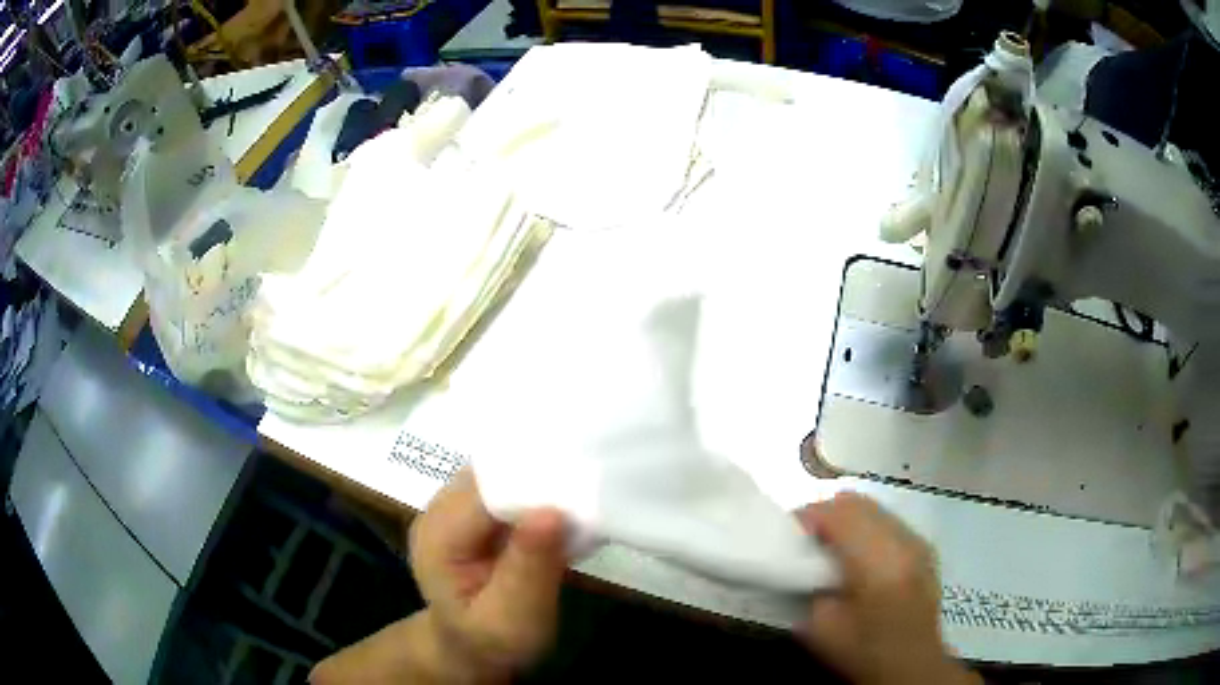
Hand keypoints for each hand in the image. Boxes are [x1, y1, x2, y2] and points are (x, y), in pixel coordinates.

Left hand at [409, 467, 568, 681]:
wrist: (471, 650)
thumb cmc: (492, 641)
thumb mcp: (514, 619)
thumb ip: (529, 568)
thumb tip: (552, 511)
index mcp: (438, 537)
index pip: (487, 491)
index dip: (533, 486)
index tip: (583, 491)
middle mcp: (438, 511)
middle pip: (493, 473)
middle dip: (540, 479)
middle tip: (592, 491)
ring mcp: (452, 508)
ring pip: (501, 474)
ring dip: (540, 484)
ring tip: (583, 496)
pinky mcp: (470, 512)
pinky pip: (505, 487)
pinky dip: (535, 494)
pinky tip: (563, 509)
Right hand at [795, 493, 978, 684]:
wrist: (912, 665)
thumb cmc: (862, 652)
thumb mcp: (820, 628)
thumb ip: (808, 586)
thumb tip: (801, 561)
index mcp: (877, 563)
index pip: (838, 515)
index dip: (808, 516)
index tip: (788, 535)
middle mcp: (903, 541)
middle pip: (857, 503)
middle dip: (825, 513)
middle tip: (806, 539)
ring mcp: (918, 540)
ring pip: (874, 507)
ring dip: (847, 519)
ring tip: (831, 547)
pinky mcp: (924, 547)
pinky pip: (888, 521)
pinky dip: (867, 527)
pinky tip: (859, 556)